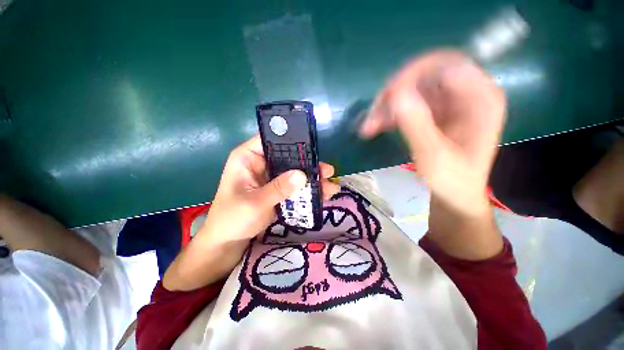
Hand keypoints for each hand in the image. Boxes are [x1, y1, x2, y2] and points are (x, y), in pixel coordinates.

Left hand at [203, 135, 339, 243]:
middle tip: (328, 170)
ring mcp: (271, 177)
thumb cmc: (232, 218)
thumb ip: (278, 188)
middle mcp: (262, 163)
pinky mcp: (278, 189)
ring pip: (295, 172)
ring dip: (311, 178)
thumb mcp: (255, 203)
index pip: (271, 139)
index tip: (311, 145)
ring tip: (330, 185)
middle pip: (288, 156)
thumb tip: (302, 175)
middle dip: (308, 164)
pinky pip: (295, 185)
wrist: (229, 240)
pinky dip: (307, 190)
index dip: (290, 139)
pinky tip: (322, 194)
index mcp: (248, 157)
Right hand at [360, 50, 505, 214]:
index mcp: (480, 99)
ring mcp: (447, 104)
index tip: (387, 97)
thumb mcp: (434, 156)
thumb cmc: (452, 181)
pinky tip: (375, 128)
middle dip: (393, 95)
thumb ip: (417, 125)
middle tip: (372, 115)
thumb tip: (396, 94)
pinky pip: (407, 105)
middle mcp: (465, 94)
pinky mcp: (433, 114)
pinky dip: (389, 115)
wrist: (454, 196)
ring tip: (368, 128)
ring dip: (386, 108)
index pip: (445, 64)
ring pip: (410, 92)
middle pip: (424, 77)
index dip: (413, 74)